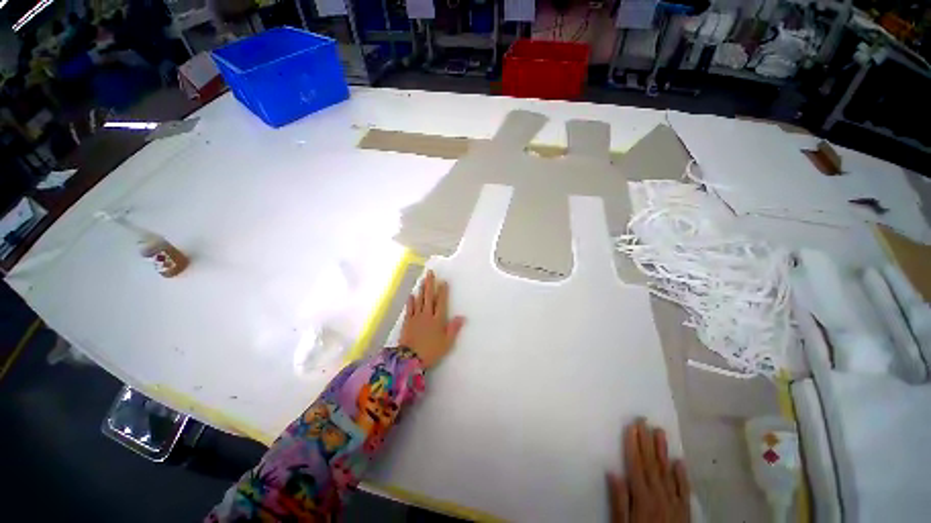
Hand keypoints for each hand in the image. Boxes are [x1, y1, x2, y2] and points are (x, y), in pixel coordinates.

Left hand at [398, 270, 464, 368]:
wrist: (410, 359)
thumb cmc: (431, 351)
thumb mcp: (447, 343)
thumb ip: (453, 329)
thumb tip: (462, 317)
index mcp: (438, 320)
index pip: (441, 302)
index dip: (443, 291)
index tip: (443, 281)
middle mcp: (427, 315)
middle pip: (429, 297)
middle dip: (430, 284)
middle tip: (430, 273)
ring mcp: (416, 317)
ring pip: (419, 300)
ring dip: (421, 289)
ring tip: (422, 280)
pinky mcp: (407, 322)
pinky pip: (409, 309)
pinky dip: (410, 301)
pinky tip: (411, 295)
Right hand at [607, 419, 690, 522]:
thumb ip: (619, 500)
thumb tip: (613, 472)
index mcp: (642, 497)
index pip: (636, 465)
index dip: (632, 445)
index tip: (631, 426)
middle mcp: (659, 495)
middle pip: (651, 464)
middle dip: (646, 440)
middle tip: (643, 420)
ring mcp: (674, 502)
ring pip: (667, 472)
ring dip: (663, 451)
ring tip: (660, 432)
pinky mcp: (685, 510)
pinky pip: (684, 489)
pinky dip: (682, 475)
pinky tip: (679, 461)